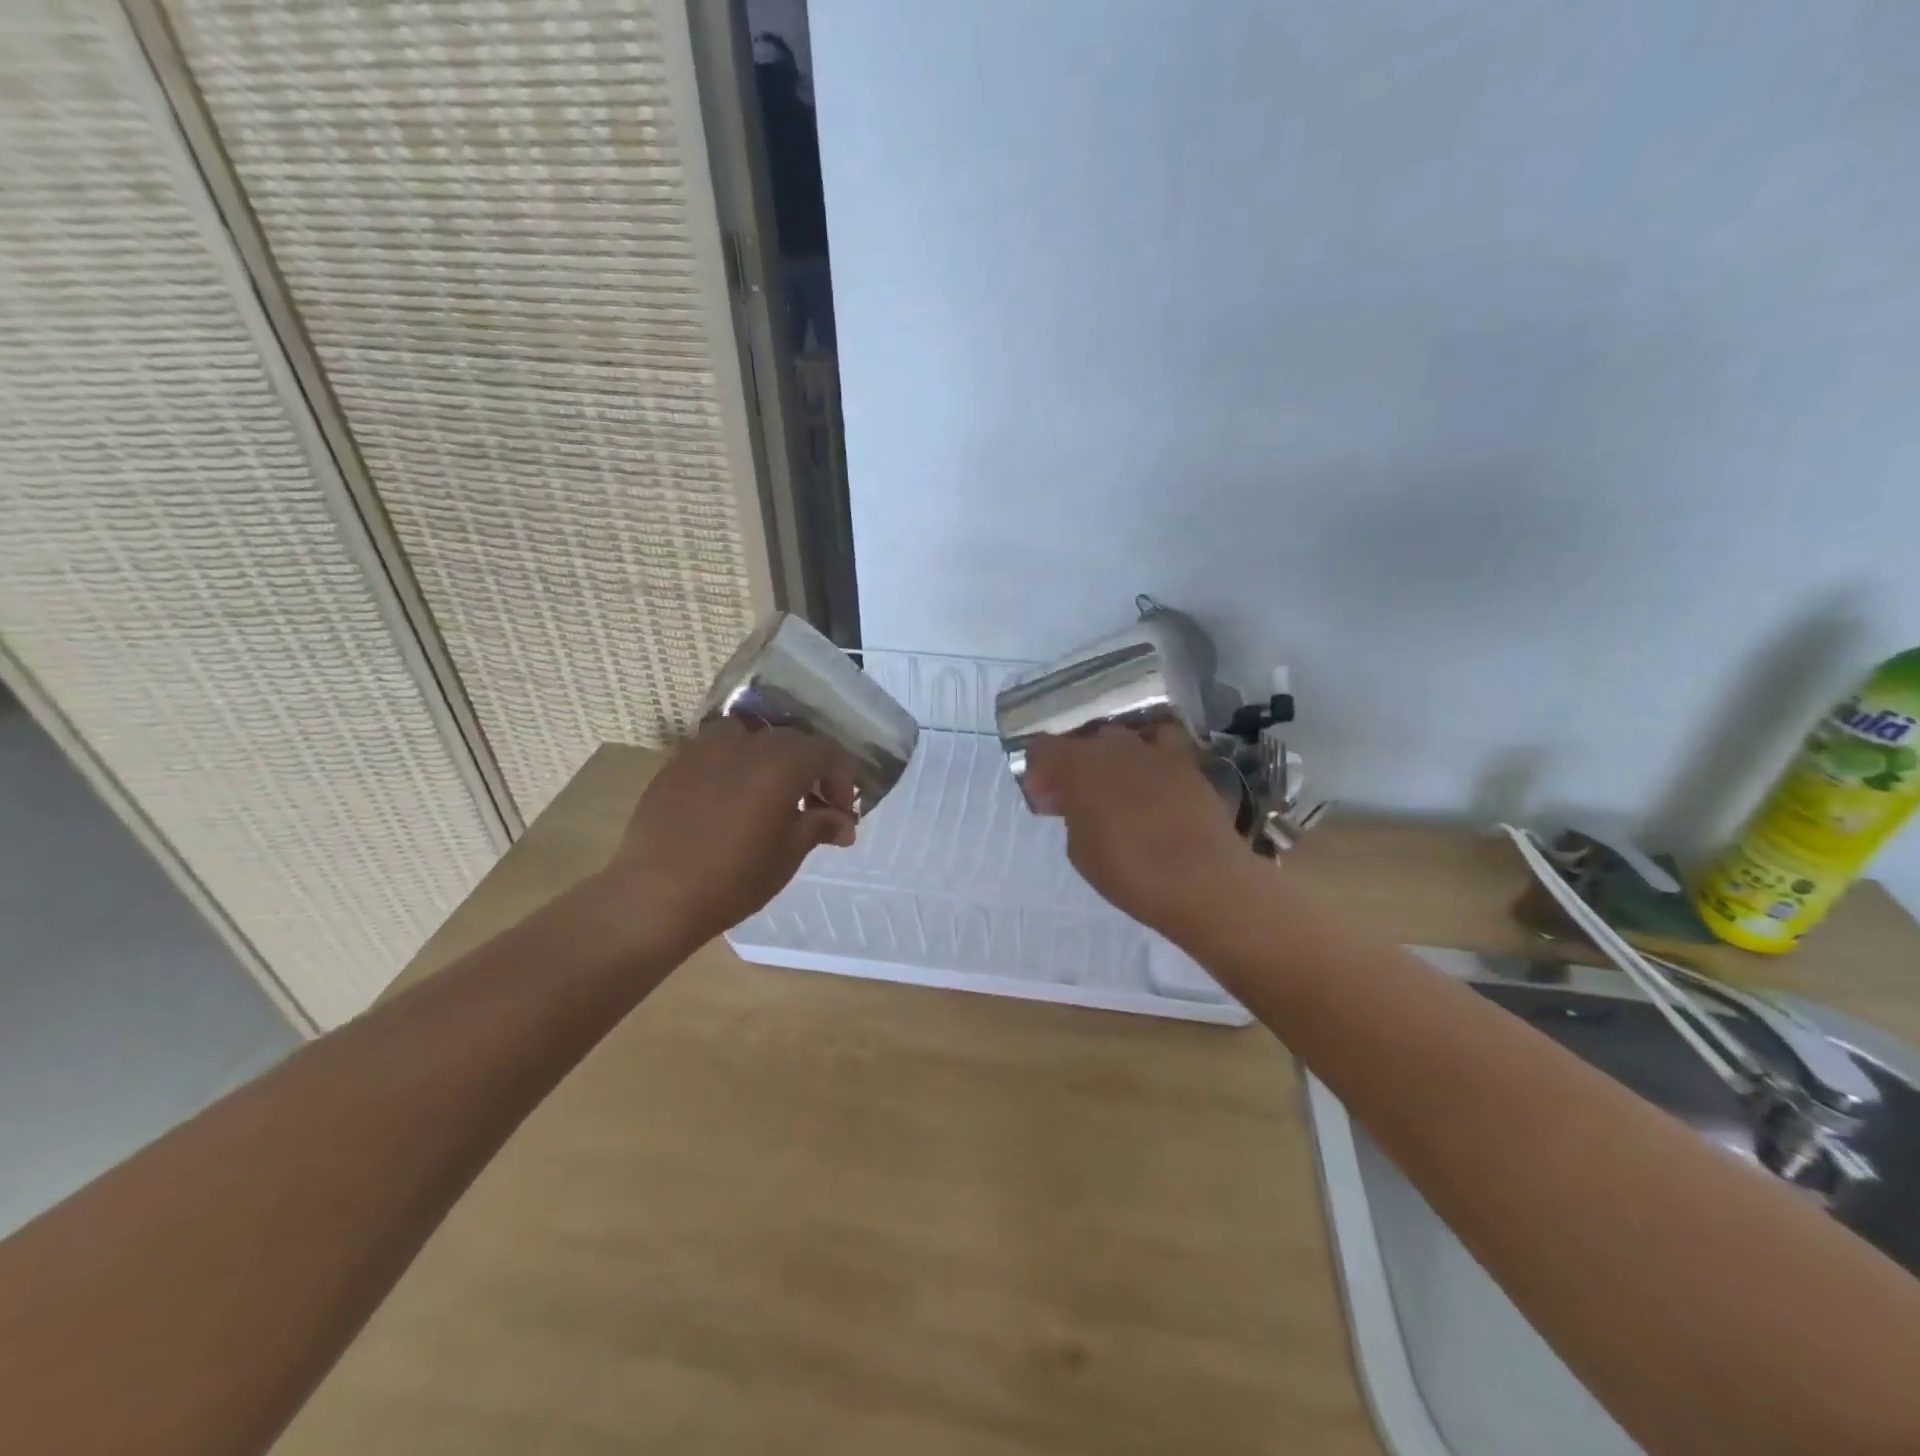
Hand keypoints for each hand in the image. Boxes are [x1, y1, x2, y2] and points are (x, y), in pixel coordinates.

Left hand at [602, 718, 859, 948]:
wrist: (655, 895)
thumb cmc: (734, 878)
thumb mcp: (788, 854)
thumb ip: (820, 825)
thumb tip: (844, 822)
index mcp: (781, 762)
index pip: (827, 752)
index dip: (842, 780)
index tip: (842, 815)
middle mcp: (746, 743)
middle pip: (791, 741)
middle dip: (810, 771)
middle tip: (814, 807)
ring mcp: (706, 749)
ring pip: (751, 738)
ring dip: (770, 760)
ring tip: (769, 794)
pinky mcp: (677, 764)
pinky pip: (717, 752)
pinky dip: (735, 766)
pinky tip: (731, 800)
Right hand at [1023, 725, 1249, 938]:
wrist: (1203, 880)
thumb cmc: (1130, 871)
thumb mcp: (1080, 851)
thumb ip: (1072, 815)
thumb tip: (1076, 802)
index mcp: (1077, 765)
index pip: (1043, 748)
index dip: (1039, 771)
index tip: (1047, 799)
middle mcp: (1113, 745)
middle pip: (1082, 741)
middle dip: (1074, 765)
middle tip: (1078, 799)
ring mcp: (1153, 749)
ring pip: (1121, 738)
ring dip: (1111, 757)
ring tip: (1117, 787)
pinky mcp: (1186, 760)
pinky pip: (1161, 742)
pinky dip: (1151, 753)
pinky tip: (1153, 776)